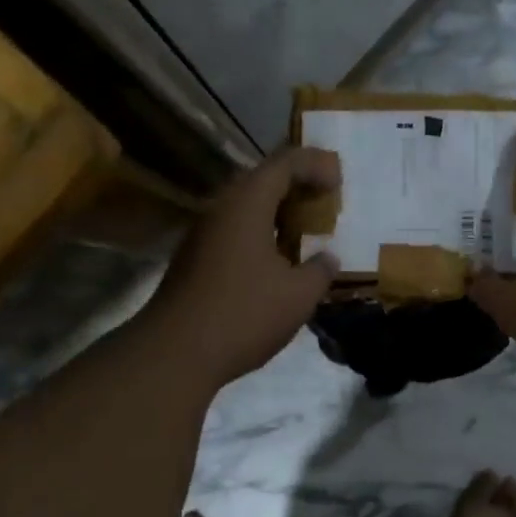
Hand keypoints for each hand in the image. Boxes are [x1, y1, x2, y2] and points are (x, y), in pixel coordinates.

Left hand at [143, 146, 341, 386]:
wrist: (176, 352)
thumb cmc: (244, 314)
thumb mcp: (298, 296)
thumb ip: (319, 271)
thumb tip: (328, 258)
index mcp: (247, 204)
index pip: (285, 163)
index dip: (315, 164)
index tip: (339, 181)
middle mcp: (220, 208)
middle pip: (261, 180)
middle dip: (296, 185)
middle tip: (324, 200)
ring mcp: (202, 233)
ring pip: (245, 206)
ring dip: (277, 211)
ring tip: (305, 229)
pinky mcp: (194, 258)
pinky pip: (234, 230)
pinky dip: (260, 232)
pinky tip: (276, 258)